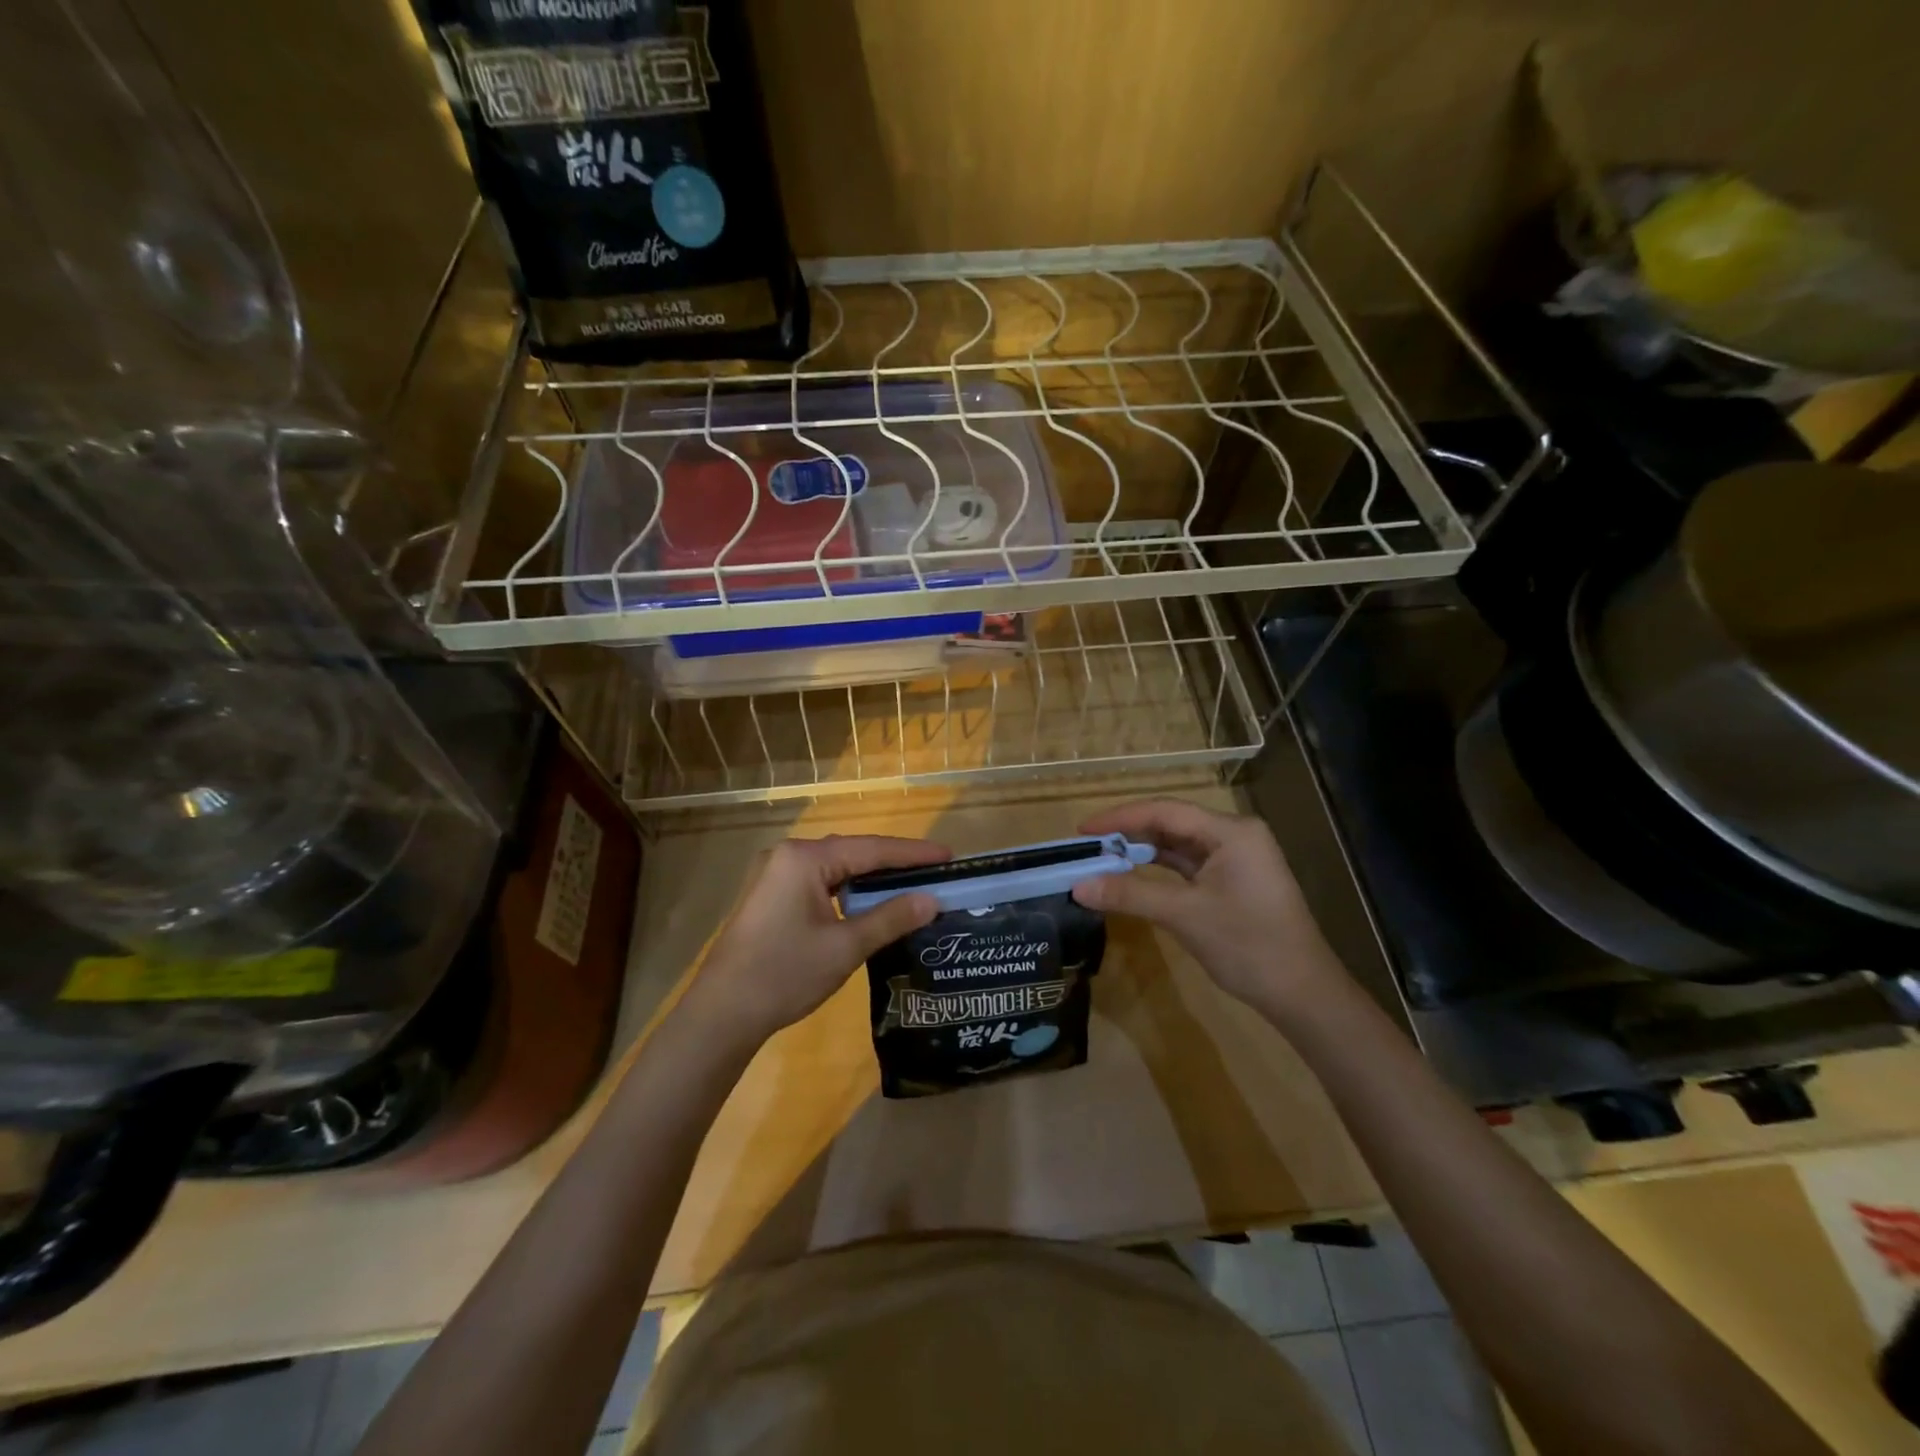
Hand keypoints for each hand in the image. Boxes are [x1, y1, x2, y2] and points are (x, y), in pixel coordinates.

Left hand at [684, 835, 947, 1048]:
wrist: (721, 1014)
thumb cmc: (784, 974)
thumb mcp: (845, 947)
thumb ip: (890, 918)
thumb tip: (931, 900)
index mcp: (804, 858)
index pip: (871, 849)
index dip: (913, 854)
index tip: (950, 856)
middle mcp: (788, 856)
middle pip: (853, 853)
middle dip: (894, 864)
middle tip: (936, 871)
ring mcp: (776, 875)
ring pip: (837, 869)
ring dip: (872, 879)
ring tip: (912, 885)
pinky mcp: (772, 897)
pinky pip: (821, 883)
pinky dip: (849, 891)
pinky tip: (871, 904)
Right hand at [1069, 799, 1343, 1019]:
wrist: (1302, 994)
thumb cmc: (1248, 945)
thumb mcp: (1184, 916)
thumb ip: (1130, 895)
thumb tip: (1077, 886)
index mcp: (1231, 832)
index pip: (1165, 812)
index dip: (1120, 818)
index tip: (1083, 829)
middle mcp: (1234, 836)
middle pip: (1171, 824)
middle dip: (1128, 834)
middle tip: (1087, 846)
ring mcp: (1235, 859)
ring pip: (1177, 846)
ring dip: (1141, 852)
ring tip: (1101, 859)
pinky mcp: (1232, 882)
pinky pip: (1187, 866)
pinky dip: (1158, 871)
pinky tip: (1130, 877)